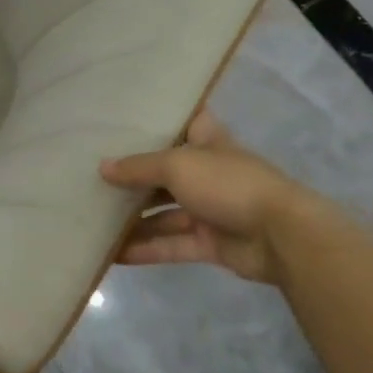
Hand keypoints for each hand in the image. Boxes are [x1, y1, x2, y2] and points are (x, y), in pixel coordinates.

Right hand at [100, 111, 335, 285]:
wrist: (282, 236)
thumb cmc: (229, 184)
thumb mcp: (178, 165)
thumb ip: (139, 167)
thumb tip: (103, 168)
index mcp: (207, 142)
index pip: (183, 121)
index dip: (159, 118)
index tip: (124, 117)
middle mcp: (207, 173)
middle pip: (164, 172)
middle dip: (133, 176)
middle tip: (91, 175)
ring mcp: (209, 209)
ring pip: (164, 213)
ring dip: (133, 219)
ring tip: (93, 219)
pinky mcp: (210, 244)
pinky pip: (171, 245)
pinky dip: (146, 249)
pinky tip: (112, 255)